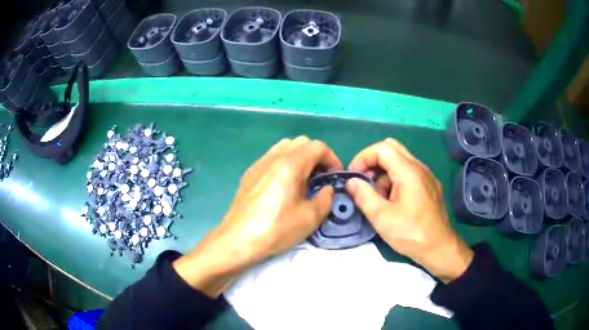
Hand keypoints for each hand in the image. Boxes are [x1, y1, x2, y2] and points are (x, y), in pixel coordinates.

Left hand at [174, 136, 341, 296]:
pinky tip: (283, 185)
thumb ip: (325, 198)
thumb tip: (327, 189)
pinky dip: (284, 162)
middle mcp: (274, 157)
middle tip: (321, 177)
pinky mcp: (249, 173)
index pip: (318, 146)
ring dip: (299, 157)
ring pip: (285, 147)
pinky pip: (271, 157)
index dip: (332, 158)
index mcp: (290, 164)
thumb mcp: (310, 217)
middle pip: (301, 142)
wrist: (238, 239)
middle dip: (317, 156)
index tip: (335, 176)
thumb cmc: (276, 229)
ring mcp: (259, 164)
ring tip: (303, 179)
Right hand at [346, 139, 472, 282]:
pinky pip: (409, 173)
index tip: (353, 177)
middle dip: (373, 161)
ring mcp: (427, 176)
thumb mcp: (381, 217)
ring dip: (383, 173)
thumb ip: (363, 196)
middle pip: (391, 149)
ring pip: (400, 161)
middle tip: (363, 182)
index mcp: (408, 171)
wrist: (439, 248)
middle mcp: (419, 167)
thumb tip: (351, 181)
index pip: (381, 148)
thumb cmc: (411, 233)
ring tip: (377, 198)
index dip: (363, 158)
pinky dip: (394, 180)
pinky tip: (392, 202)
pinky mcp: (430, 186)